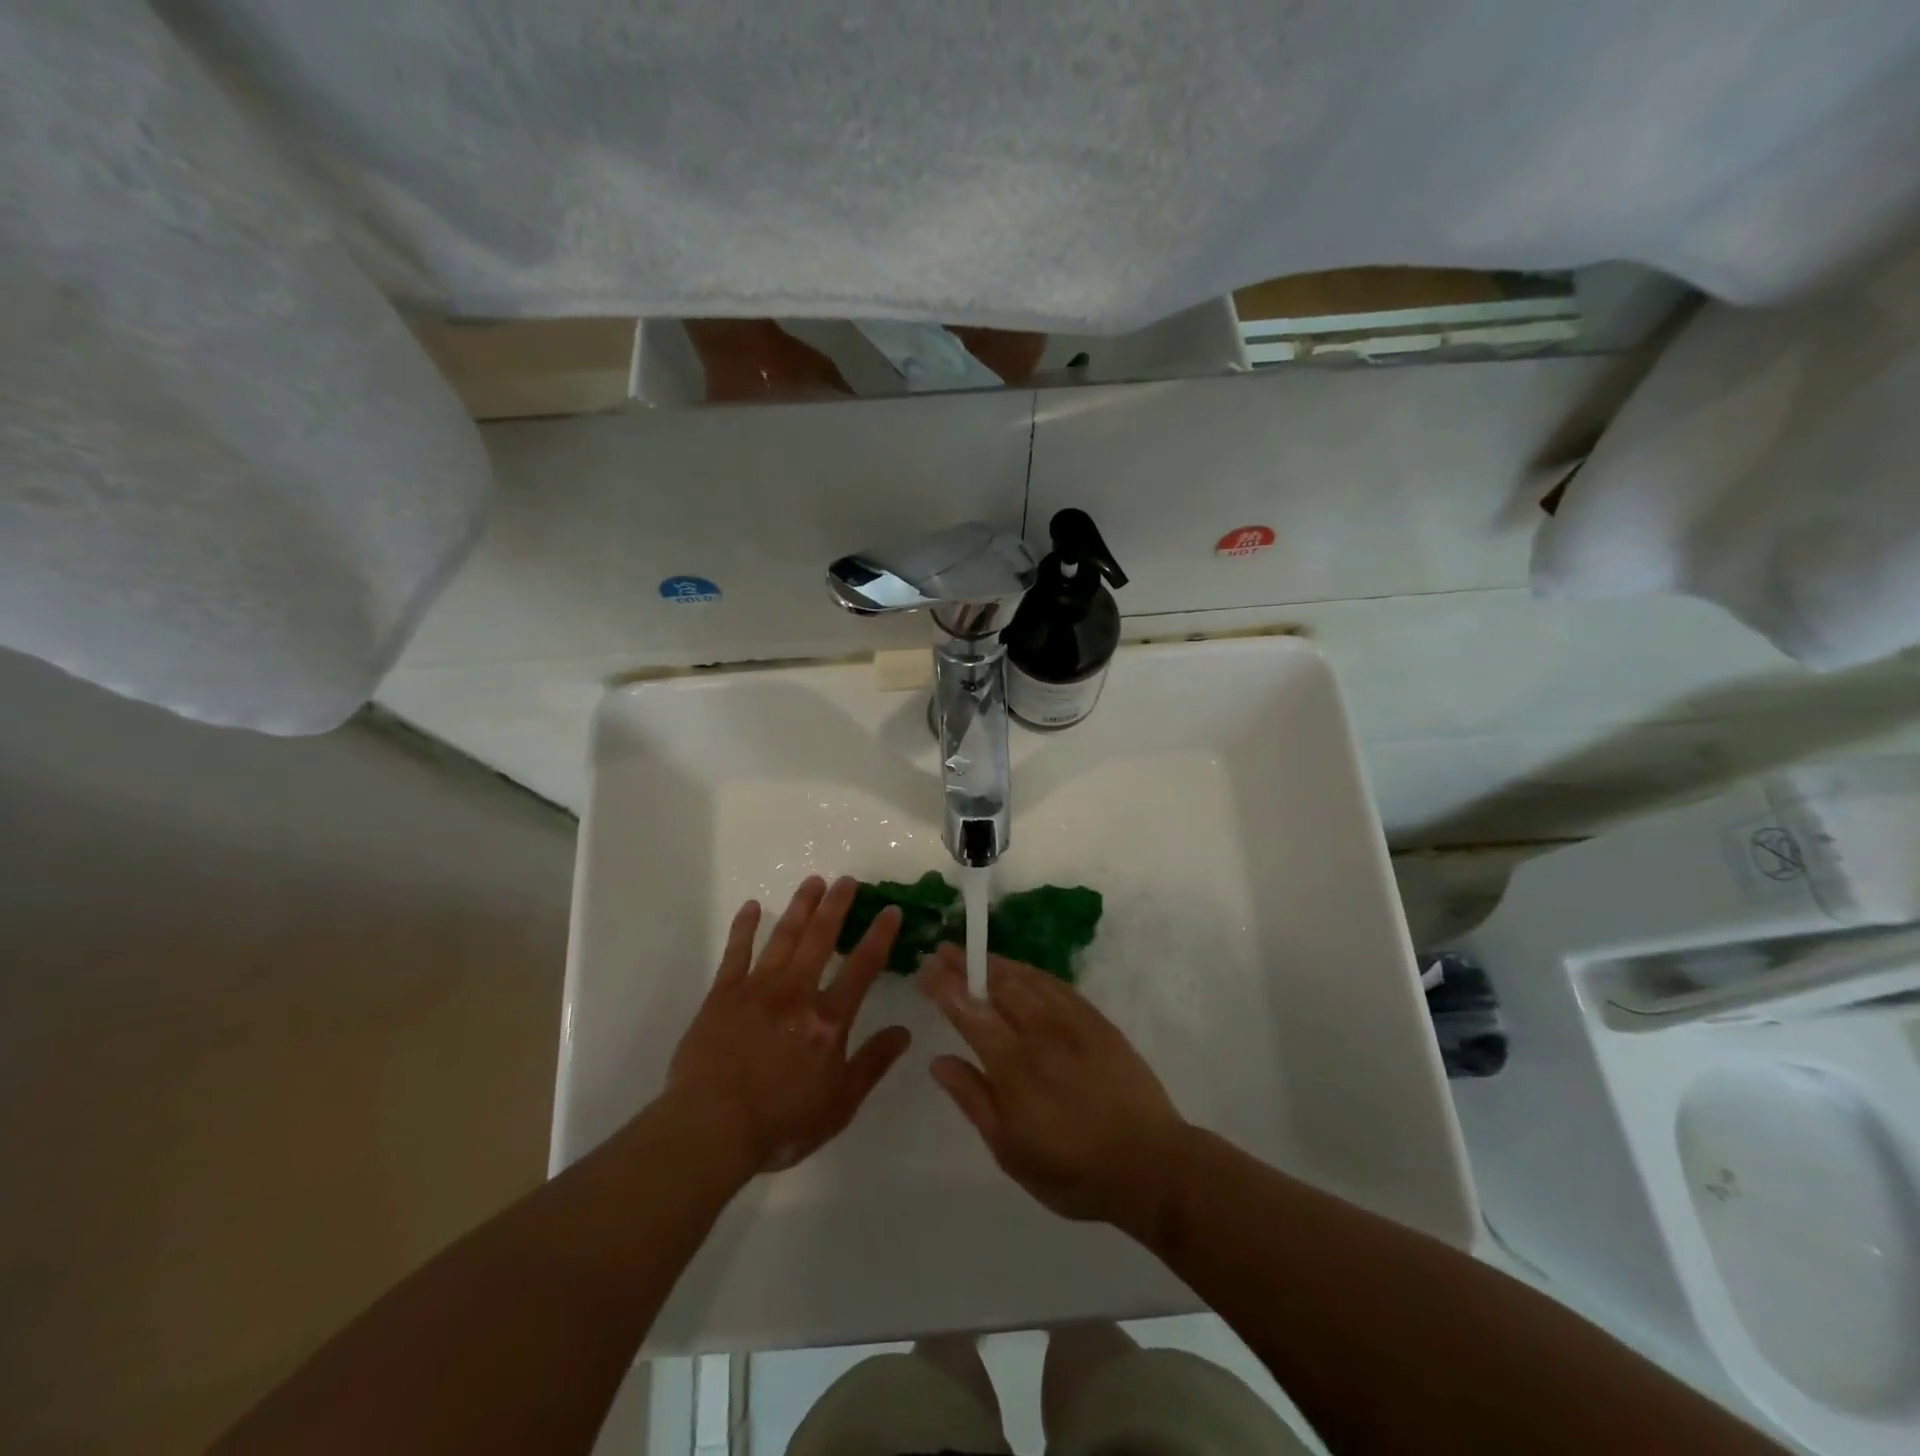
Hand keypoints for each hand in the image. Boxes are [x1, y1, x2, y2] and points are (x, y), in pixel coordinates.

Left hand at [666, 876, 910, 1174]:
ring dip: (800, 907)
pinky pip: (736, 952)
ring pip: (783, 937)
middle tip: (847, 880)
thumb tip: (905, 1031)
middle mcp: (796, 993)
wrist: (710, 1129)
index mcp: (828, 1020)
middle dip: (836, 906)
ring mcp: (757, 989)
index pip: (862, 967)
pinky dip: (744, 928)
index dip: (880, 936)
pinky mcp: (723, 995)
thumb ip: (872, 1064)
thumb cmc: (780, 1122)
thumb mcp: (840, 1104)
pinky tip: (752, 907)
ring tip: (813, 882)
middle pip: (820, 938)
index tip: (891, 910)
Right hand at [918, 945, 1188, 1238]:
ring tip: (977, 954)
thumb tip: (938, 1061)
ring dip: (997, 963)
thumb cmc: (1073, 1170)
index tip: (925, 969)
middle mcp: (1040, 1031)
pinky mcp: (1097, 1021)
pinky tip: (1023, 971)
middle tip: (944, 949)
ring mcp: (1072, 1022)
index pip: (970, 1012)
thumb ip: (973, 1099)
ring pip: (1027, 979)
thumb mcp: (1011, 1150)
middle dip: (967, 964)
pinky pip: (1058, 985)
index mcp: (1013, 1064)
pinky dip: (1033, 972)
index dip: (945, 987)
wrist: (1150, 1164)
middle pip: (997, 985)